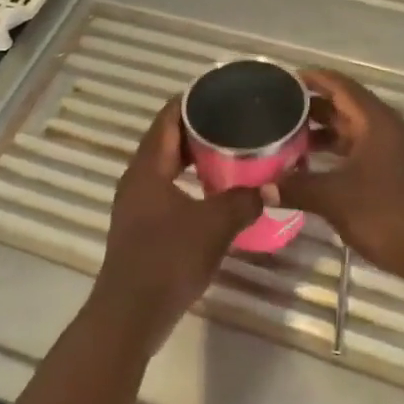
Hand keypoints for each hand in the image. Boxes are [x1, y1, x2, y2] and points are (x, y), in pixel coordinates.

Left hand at [92, 97, 261, 353]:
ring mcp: (138, 204)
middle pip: (166, 141)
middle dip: (197, 127)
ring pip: (167, 167)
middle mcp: (137, 180)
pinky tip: (216, 189)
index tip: (219, 89)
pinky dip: (190, 180)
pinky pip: (168, 189)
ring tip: (230, 148)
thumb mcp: (214, 226)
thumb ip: (244, 201)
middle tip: (233, 118)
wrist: (132, 314)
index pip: (166, 120)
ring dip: (194, 156)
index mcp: (147, 169)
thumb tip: (271, 186)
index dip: (189, 101)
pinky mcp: (144, 226)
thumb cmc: (168, 260)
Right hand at [276, 69, 403, 279]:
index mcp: (376, 122)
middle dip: (312, 108)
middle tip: (277, 112)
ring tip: (287, 139)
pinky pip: (359, 152)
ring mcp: (393, 153)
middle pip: (345, 107)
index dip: (313, 79)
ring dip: (323, 133)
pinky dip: (336, 154)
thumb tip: (263, 188)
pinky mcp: (394, 174)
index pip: (341, 86)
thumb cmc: (387, 213)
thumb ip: (298, 188)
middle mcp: (386, 130)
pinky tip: (312, 168)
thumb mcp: (336, 199)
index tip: (283, 80)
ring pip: (352, 132)